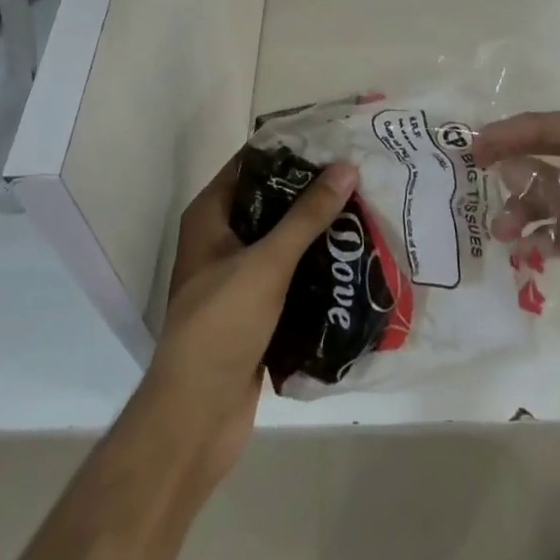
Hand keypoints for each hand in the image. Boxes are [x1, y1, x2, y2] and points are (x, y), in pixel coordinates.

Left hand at [145, 153, 357, 482]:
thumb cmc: (221, 326)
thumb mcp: (266, 263)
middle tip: (358, 174)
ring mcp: (237, 276)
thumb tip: (346, 167)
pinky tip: (352, 259)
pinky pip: (289, 275)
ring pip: (282, 239)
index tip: (332, 139)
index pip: (252, 163)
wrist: (195, 420)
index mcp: (210, 216)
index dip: (289, 148)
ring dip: (317, 230)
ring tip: (364, 210)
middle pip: (271, 200)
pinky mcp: (255, 310)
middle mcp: (220, 239)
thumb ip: (307, 216)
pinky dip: (315, 266)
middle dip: (311, 190)